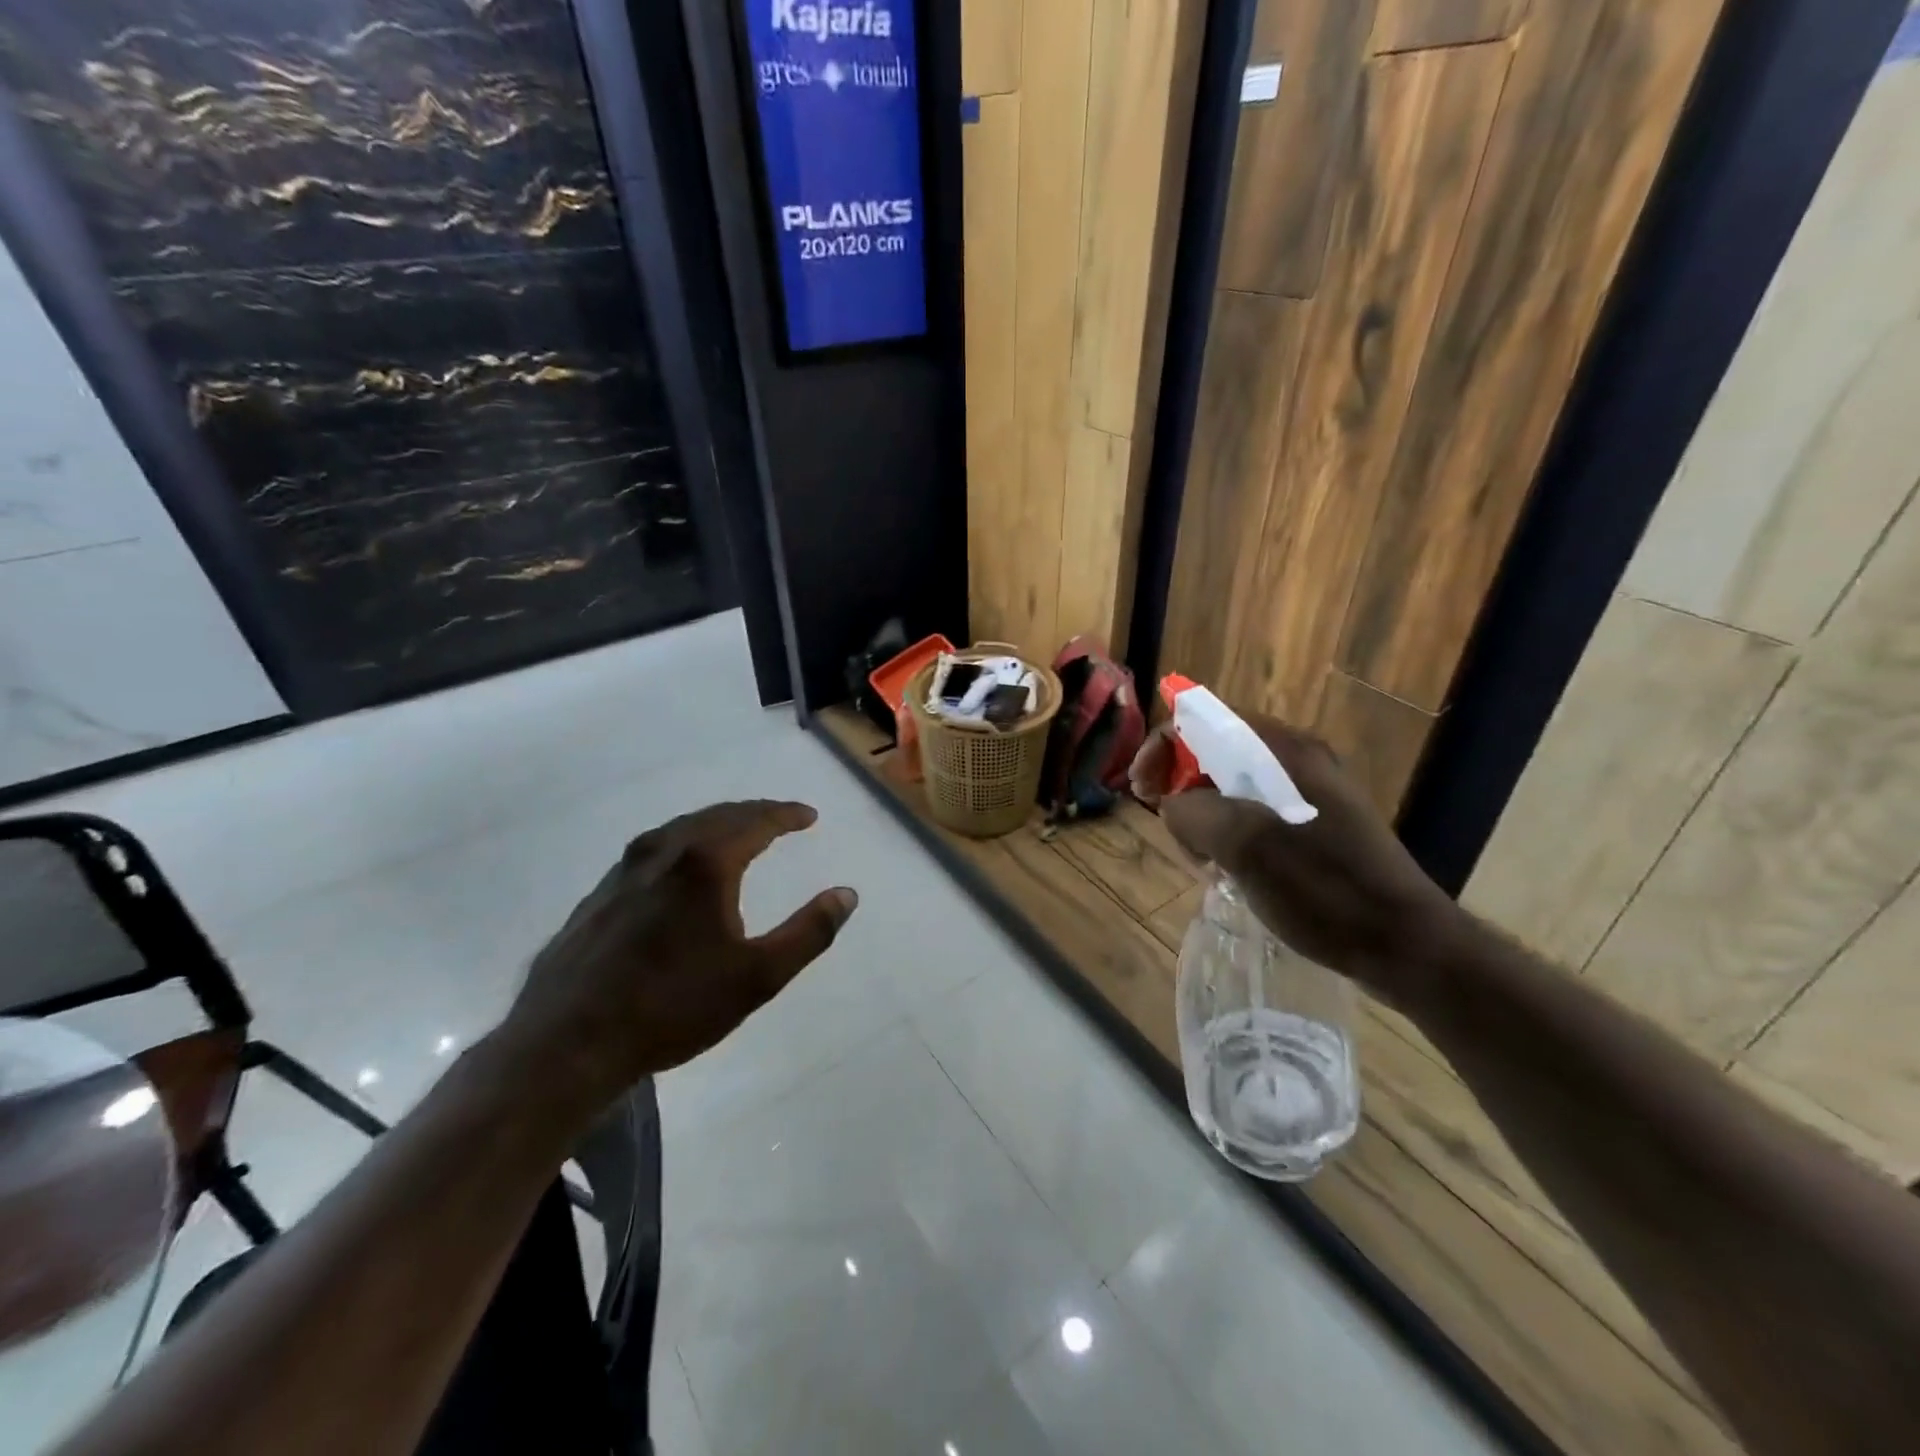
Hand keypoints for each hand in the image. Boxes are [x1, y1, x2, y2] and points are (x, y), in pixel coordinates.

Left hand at [501, 801, 856, 1105]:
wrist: (566, 1044)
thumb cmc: (672, 1007)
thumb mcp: (757, 977)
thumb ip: (809, 932)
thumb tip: (847, 894)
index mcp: (704, 862)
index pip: (756, 821)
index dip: (787, 815)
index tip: (809, 815)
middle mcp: (662, 852)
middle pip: (717, 816)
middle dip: (754, 813)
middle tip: (780, 818)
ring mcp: (624, 871)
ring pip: (680, 829)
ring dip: (716, 824)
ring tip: (737, 834)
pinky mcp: (599, 895)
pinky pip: (654, 851)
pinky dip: (684, 844)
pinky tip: (682, 869)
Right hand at [1131, 717, 1463, 1005]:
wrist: (1404, 945)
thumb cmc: (1324, 888)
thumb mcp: (1245, 846)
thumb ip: (1193, 812)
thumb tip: (1174, 807)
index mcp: (1284, 750)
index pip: (1203, 719)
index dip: (1162, 748)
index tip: (1141, 791)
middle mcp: (1297, 760)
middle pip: (1213, 752)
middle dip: (1181, 786)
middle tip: (1173, 832)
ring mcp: (1309, 794)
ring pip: (1230, 788)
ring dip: (1202, 817)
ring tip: (1201, 860)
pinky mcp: (1315, 827)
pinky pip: (1253, 815)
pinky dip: (1228, 836)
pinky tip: (1228, 871)